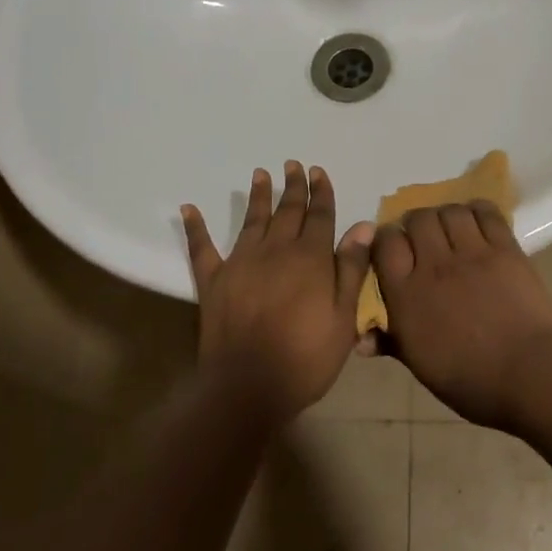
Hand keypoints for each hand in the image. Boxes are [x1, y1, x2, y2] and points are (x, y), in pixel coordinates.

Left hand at [181, 163, 375, 422]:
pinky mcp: (213, 281)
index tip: (318, 171)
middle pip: (287, 211)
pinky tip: (188, 209)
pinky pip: (202, 248)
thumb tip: (362, 226)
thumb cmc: (306, 357)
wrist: (248, 385)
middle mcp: (276, 250)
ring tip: (260, 173)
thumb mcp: (344, 317)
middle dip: (293, 186)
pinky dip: (196, 227)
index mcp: (310, 258)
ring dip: (258, 196)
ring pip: (252, 220)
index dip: (321, 192)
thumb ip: (351, 268)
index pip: (319, 216)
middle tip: (293, 165)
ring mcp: (241, 262)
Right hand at [372, 202, 551, 428]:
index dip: (387, 241)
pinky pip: (486, 213)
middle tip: (423, 241)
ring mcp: (472, 253)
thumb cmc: (471, 380)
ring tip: (451, 231)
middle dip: (415, 224)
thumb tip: (362, 339)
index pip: (385, 243)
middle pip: (417, 218)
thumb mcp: (420, 366)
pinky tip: (476, 222)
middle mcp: (434, 265)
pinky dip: (477, 211)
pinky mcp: (505, 249)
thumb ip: (391, 342)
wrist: (532, 375)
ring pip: (449, 211)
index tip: (393, 252)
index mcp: (406, 295)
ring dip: (445, 216)